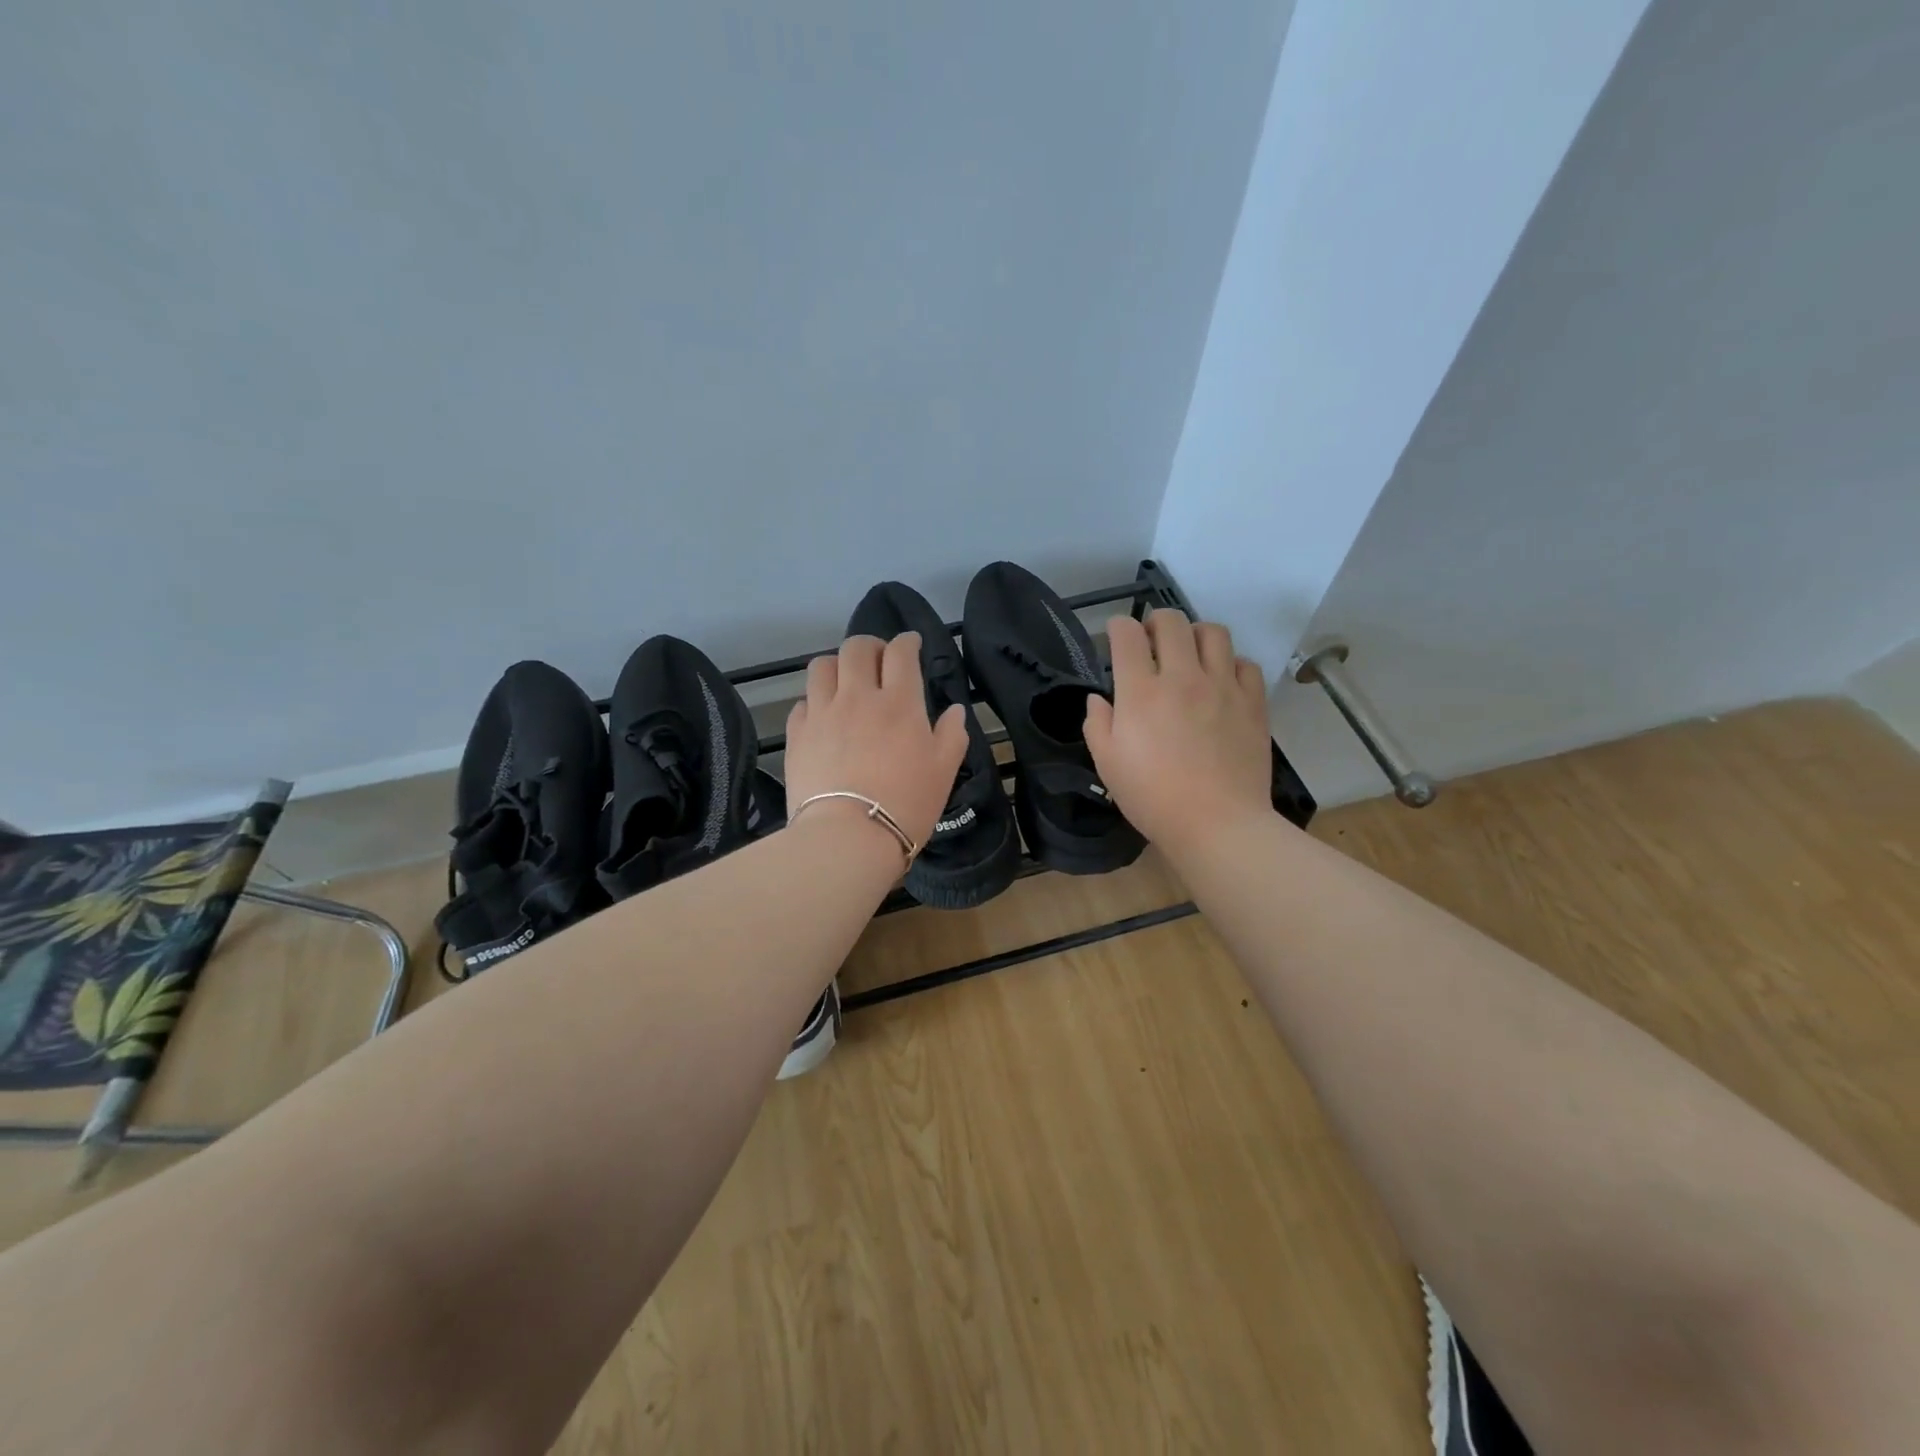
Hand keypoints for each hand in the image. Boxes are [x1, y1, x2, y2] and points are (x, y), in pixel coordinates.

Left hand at [784, 633, 969, 852]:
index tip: (911, 644)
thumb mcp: (943, 771)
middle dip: (870, 645)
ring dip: (837, 666)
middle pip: (857, 648)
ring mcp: (822, 713)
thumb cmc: (905, 803)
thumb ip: (952, 735)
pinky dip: (815, 701)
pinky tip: (823, 717)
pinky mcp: (797, 734)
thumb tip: (955, 710)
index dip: (907, 642)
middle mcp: (857, 697)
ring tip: (845, 682)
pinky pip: (803, 702)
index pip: (901, 653)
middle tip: (878, 660)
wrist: (847, 837)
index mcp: (899, 702)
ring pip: (822, 666)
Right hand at [1083, 610, 1273, 854]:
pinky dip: (1230, 664)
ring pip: (1213, 633)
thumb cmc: (1153, 797)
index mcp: (1141, 692)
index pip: (1127, 635)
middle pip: (1171, 621)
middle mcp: (1182, 677)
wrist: (1217, 823)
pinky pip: (1245, 664)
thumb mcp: (1107, 764)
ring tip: (1189, 653)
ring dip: (1195, 634)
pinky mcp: (1253, 702)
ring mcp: (1222, 687)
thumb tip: (1099, 699)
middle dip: (1155, 622)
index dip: (1117, 628)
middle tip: (1151, 641)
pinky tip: (1222, 681)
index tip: (1116, 638)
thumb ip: (1096, 724)